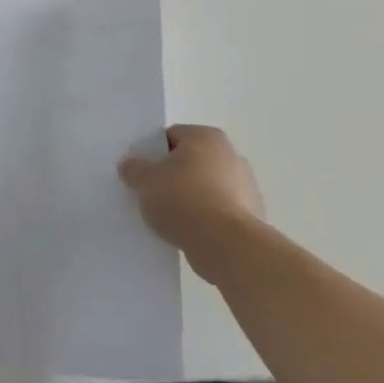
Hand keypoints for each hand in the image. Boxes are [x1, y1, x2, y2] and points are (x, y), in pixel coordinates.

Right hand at [119, 124, 265, 276]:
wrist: (227, 246)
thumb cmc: (183, 200)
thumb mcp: (144, 180)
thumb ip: (134, 168)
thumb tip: (131, 166)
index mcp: (207, 137)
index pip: (171, 136)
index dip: (151, 152)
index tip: (140, 170)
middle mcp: (232, 156)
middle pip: (190, 162)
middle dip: (171, 175)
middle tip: (150, 191)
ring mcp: (247, 188)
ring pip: (205, 188)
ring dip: (188, 198)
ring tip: (165, 215)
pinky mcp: (252, 218)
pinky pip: (217, 212)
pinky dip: (203, 219)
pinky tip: (186, 231)